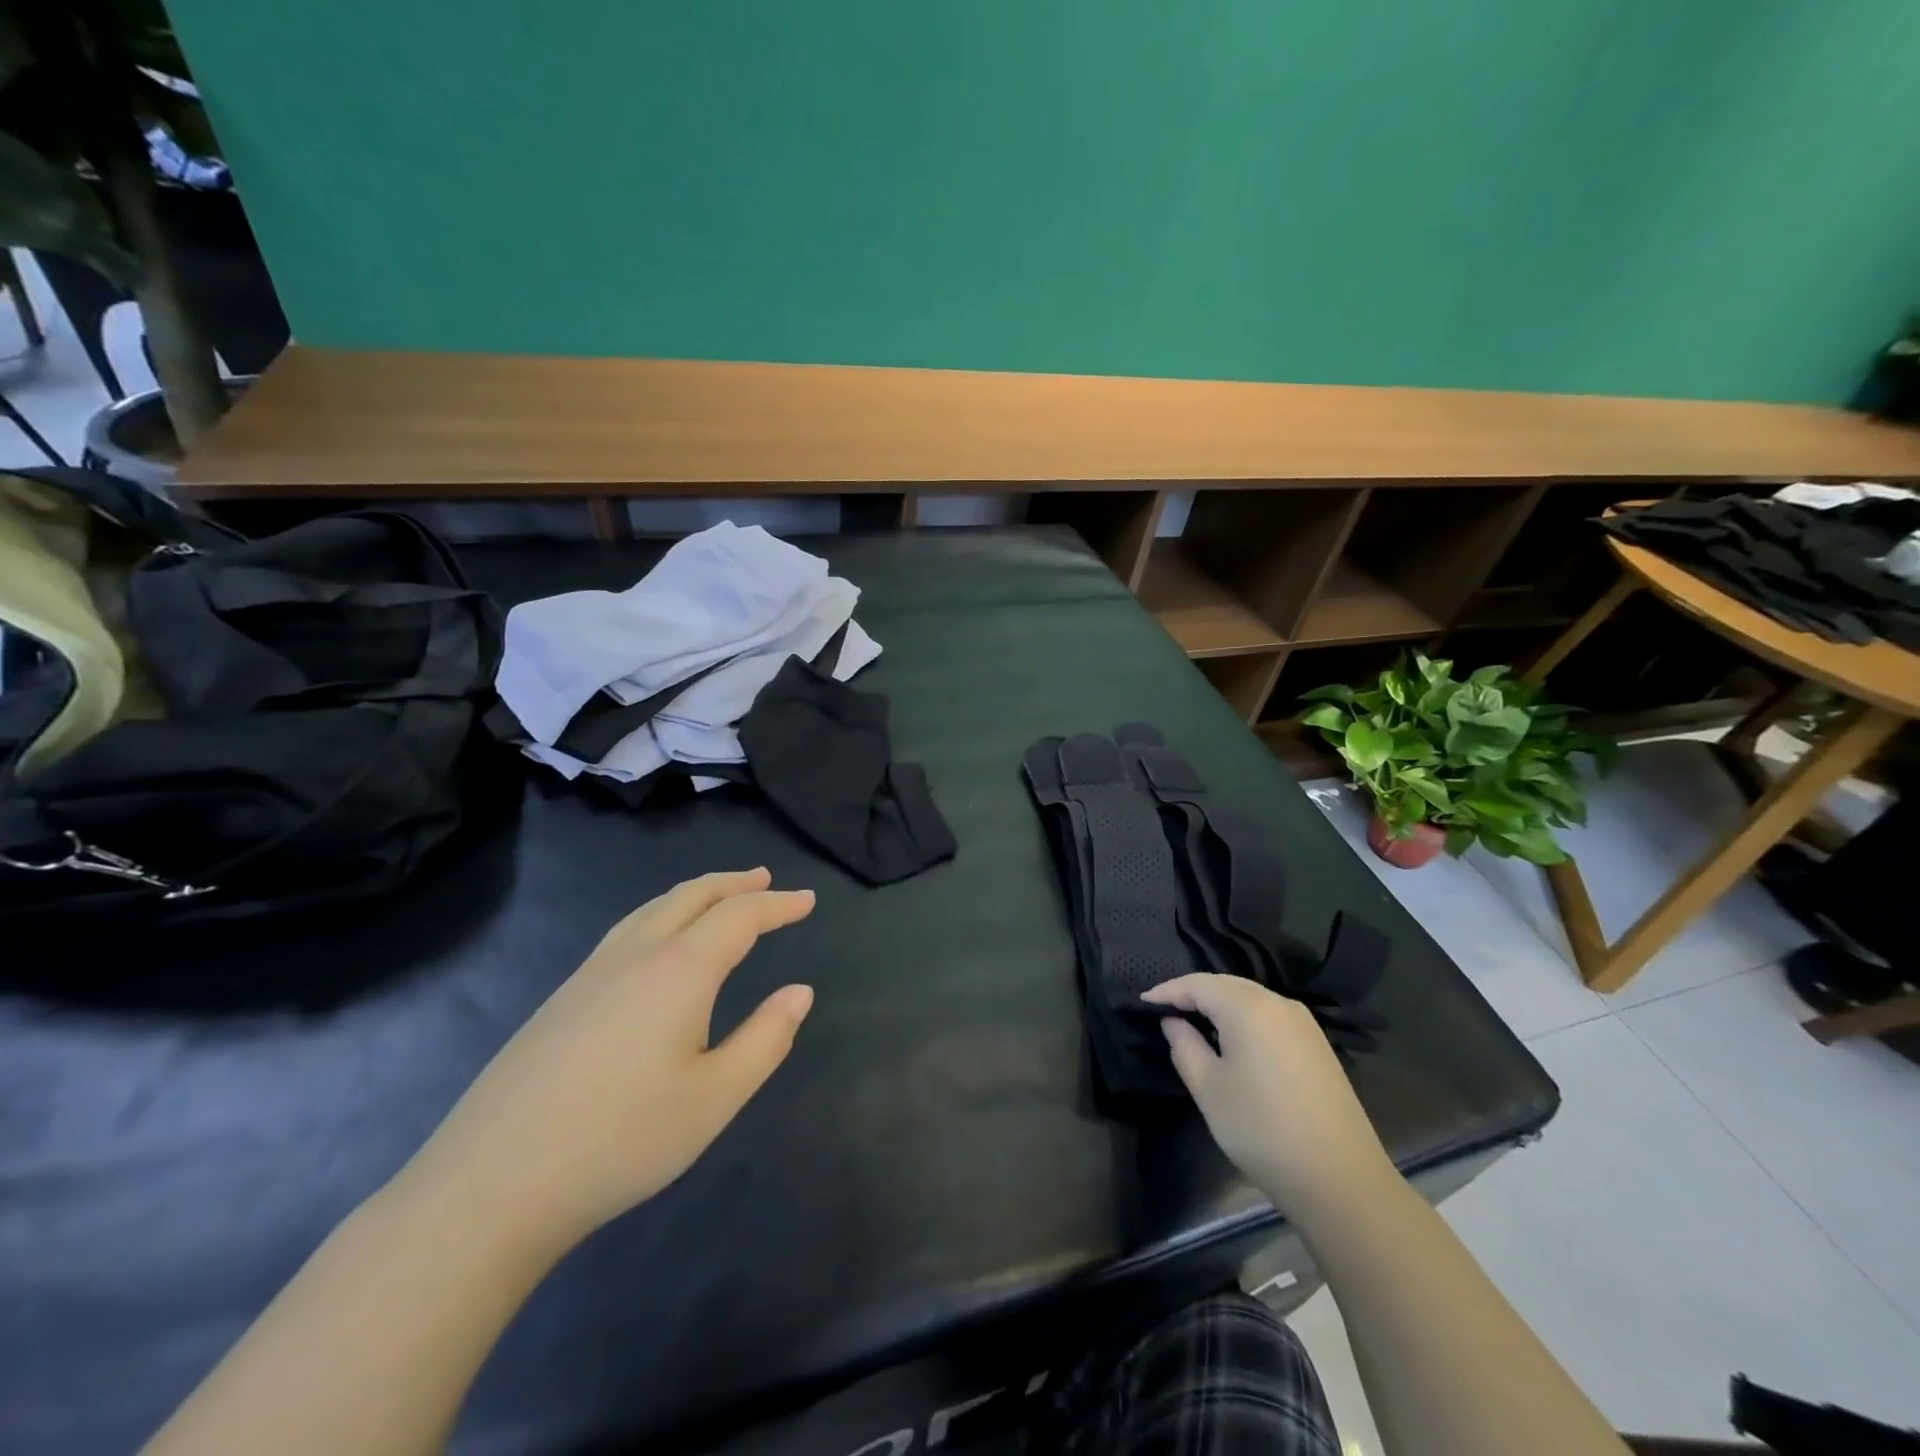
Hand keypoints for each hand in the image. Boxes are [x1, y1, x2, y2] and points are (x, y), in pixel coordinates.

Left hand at [398, 869, 815, 1255]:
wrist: (490, 1187)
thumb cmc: (620, 1140)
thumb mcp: (715, 1098)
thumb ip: (766, 1039)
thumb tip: (799, 992)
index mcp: (679, 970)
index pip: (739, 916)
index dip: (778, 904)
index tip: (808, 900)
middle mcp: (636, 955)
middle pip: (692, 896)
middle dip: (734, 883)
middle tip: (766, 879)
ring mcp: (590, 974)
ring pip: (652, 909)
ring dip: (696, 894)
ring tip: (719, 898)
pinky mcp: (560, 1000)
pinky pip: (625, 931)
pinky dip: (661, 915)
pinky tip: (658, 943)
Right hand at [1141, 975, 1396, 1218]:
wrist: (1340, 1179)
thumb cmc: (1261, 1129)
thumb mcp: (1209, 1089)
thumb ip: (1184, 1047)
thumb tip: (1174, 1023)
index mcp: (1248, 1007)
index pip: (1198, 984)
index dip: (1168, 991)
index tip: (1143, 1002)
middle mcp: (1278, 1003)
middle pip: (1226, 985)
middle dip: (1194, 992)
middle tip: (1165, 1009)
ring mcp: (1303, 1024)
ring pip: (1251, 998)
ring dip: (1220, 1004)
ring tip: (1193, 1020)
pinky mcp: (1318, 1046)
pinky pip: (1270, 1015)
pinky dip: (1244, 1018)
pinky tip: (1232, 1039)